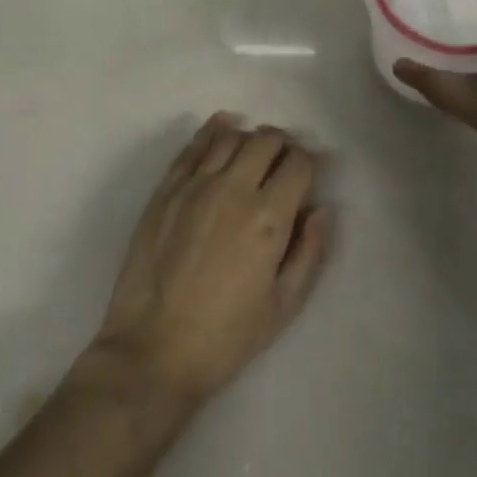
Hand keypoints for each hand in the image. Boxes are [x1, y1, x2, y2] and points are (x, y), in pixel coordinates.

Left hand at [92, 114, 332, 405]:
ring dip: (249, 138)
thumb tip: (322, 209)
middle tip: (284, 163)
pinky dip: (213, 130)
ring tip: (254, 153)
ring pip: (230, 136)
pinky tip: (222, 128)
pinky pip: (193, 145)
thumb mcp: (283, 306)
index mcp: (268, 218)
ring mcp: (194, 185)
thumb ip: (309, 252)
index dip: (310, 162)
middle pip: (266, 140)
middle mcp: (233, 188)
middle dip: (283, 145)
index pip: (299, 163)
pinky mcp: (166, 189)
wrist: (154, 349)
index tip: (310, 172)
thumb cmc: (226, 336)